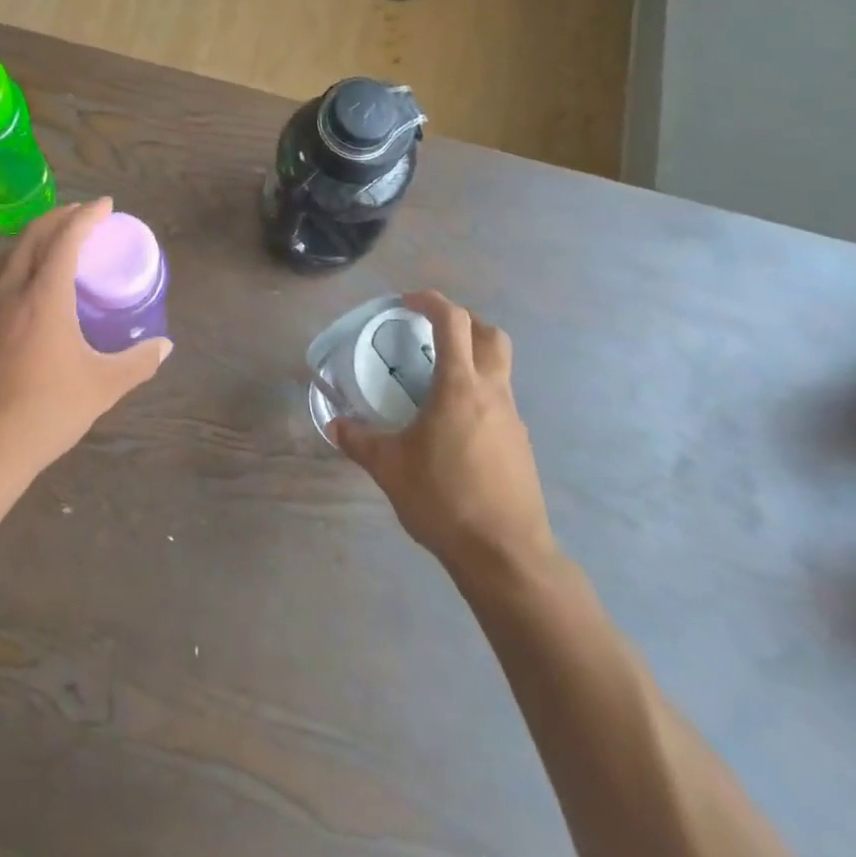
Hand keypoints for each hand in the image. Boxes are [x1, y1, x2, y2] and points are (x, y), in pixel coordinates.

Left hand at [0, 199, 170, 490]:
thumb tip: (165, 347)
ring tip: (55, 241)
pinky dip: (17, 264)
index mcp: (43, 297)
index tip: (105, 204)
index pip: (65, 239)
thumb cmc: (45, 413)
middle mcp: (10, 292)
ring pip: (8, 255)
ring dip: (34, 238)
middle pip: (31, 236)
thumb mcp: (102, 388)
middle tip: (82, 214)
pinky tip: (27, 287)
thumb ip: (137, 363)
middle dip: (58, 216)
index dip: (86, 216)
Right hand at [333, 291, 556, 577]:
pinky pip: (500, 402)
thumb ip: (358, 440)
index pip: (453, 322)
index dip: (431, 302)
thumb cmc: (444, 500)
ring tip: (436, 383)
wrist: (506, 554)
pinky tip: (453, 427)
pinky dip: (478, 396)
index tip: (407, 302)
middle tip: (432, 333)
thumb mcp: (388, 468)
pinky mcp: (520, 445)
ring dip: (472, 360)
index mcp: (460, 387)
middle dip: (464, 323)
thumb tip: (334, 424)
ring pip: (499, 369)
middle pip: (491, 335)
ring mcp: (512, 420)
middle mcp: (493, 393)